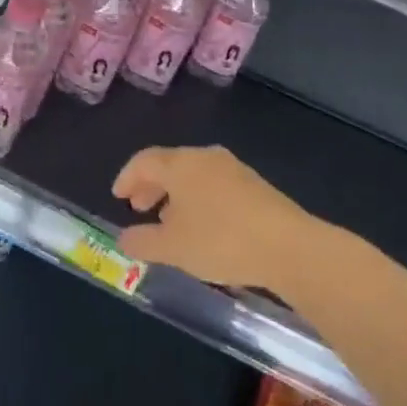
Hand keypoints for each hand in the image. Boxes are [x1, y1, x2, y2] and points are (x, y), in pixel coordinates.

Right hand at [112, 145, 317, 289]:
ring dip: (175, 194)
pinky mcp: (254, 185)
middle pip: (169, 164)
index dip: (127, 177)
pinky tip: (202, 226)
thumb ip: (143, 242)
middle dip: (151, 185)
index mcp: (181, 164)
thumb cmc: (221, 241)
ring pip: (193, 174)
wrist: (288, 246)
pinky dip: (198, 198)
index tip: (118, 196)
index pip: (144, 161)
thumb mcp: (173, 248)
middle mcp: (205, 157)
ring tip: (169, 221)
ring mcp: (233, 168)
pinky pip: (213, 184)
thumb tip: (123, 238)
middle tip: (139, 208)